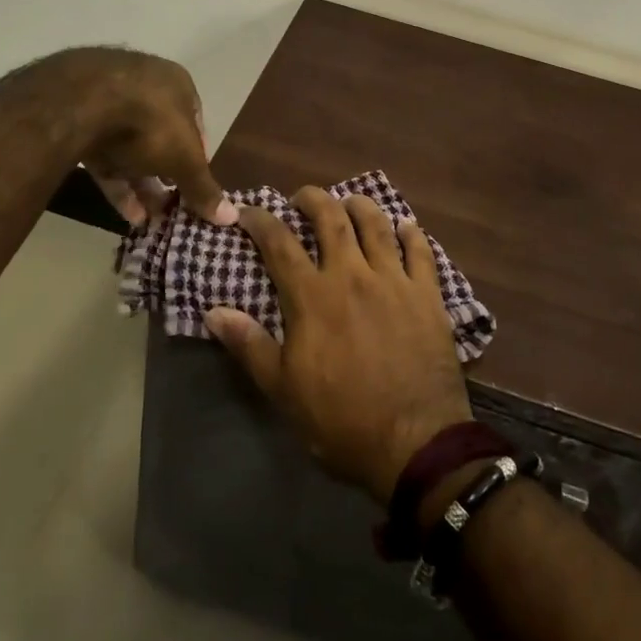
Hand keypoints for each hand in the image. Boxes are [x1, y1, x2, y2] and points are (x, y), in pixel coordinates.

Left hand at [27, 47, 236, 226]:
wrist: (80, 103)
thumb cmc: (150, 122)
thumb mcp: (185, 159)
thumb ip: (204, 187)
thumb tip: (231, 217)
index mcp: (176, 83)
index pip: (194, 124)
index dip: (197, 158)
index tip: (195, 186)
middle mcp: (144, 86)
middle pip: (161, 137)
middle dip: (166, 175)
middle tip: (171, 207)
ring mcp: (108, 101)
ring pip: (130, 149)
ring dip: (141, 184)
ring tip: (150, 220)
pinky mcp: (78, 121)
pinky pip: (103, 155)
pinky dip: (116, 183)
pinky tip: (127, 215)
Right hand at [207, 188, 472, 503]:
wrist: (414, 442)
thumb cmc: (342, 420)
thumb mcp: (284, 390)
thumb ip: (249, 345)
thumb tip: (213, 311)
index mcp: (313, 297)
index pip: (280, 243)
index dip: (261, 220)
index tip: (249, 211)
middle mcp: (352, 275)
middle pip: (331, 218)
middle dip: (313, 199)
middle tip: (303, 198)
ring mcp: (393, 280)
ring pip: (376, 224)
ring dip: (360, 205)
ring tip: (349, 202)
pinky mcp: (427, 294)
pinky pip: (420, 250)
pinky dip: (411, 233)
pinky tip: (405, 226)